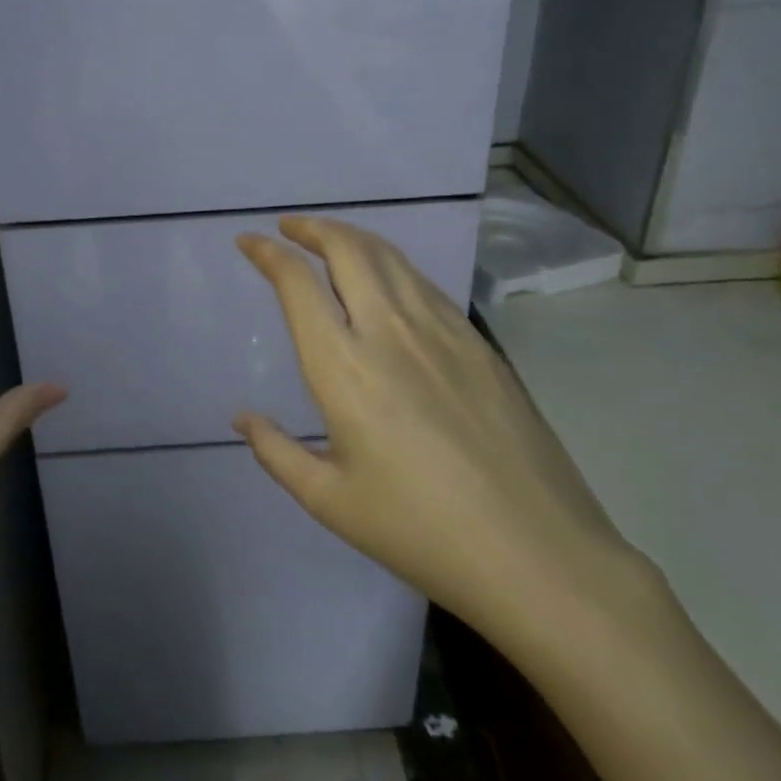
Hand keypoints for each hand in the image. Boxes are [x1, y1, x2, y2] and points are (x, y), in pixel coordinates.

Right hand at [234, 216, 648, 661]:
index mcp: (344, 367)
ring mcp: (441, 331)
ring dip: (352, 237)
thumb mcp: (330, 502)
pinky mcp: (478, 342)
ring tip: (331, 240)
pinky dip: (392, 265)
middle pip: (346, 249)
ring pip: (389, 257)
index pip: (297, 285)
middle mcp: (389, 331)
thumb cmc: (420, 532)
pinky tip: (388, 282)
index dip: (268, 254)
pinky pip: (424, 283)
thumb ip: (277, 453)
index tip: (249, 241)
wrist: (537, 553)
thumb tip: (243, 418)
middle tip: (289, 227)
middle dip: (311, 228)